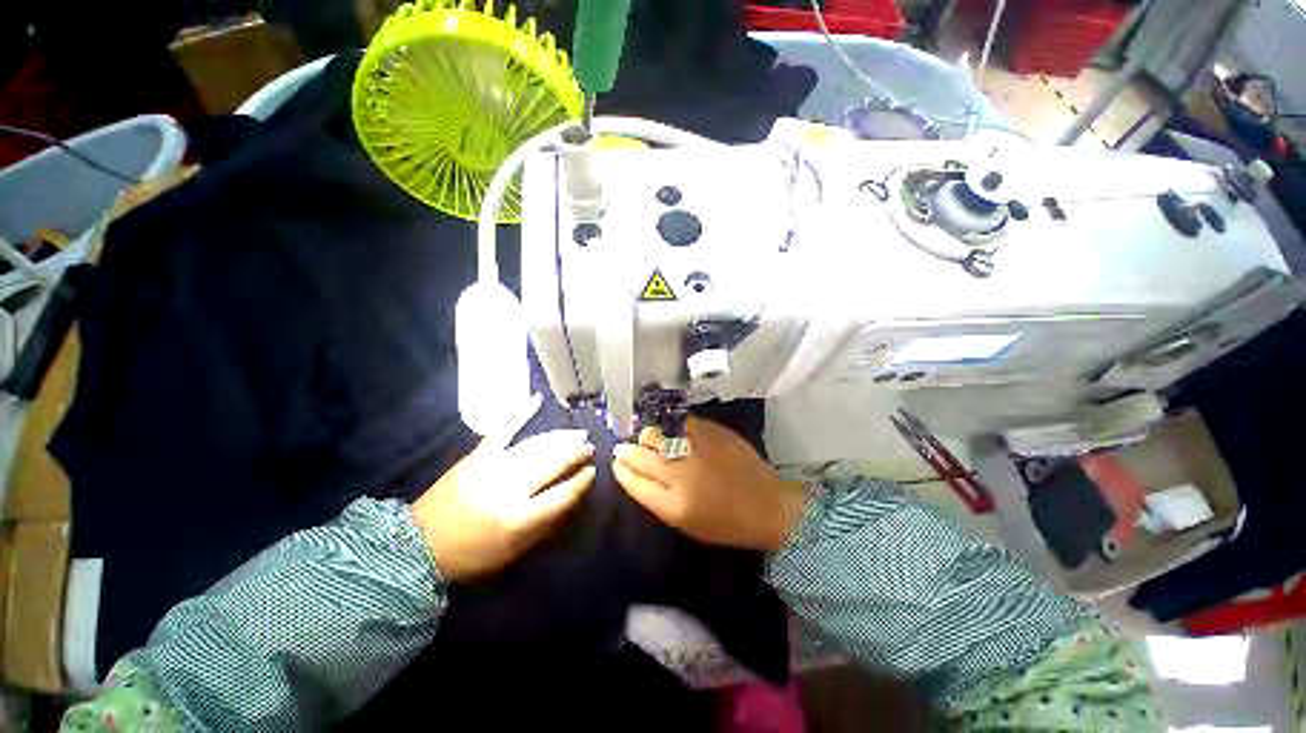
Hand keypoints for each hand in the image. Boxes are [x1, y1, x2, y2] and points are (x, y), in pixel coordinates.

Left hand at [413, 430, 595, 581]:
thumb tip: (571, 494)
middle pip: (552, 464)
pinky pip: (502, 430)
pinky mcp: (476, 456)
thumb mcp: (514, 551)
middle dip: (575, 453)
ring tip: (577, 433)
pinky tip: (537, 399)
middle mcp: (508, 488)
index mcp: (519, 518)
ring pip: (535, 446)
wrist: (419, 545)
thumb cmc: (472, 554)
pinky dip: (520, 413)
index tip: (592, 471)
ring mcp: (491, 467)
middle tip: (589, 447)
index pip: (562, 494)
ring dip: (560, 438)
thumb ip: (545, 523)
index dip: (581, 481)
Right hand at [612, 418, 807, 551]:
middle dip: (627, 450)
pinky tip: (670, 430)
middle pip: (641, 454)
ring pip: (657, 432)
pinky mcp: (712, 431)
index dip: (621, 469)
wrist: (767, 505)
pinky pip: (680, 423)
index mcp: (674, 504)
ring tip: (647, 439)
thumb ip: (656, 497)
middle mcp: (683, 473)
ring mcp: (698, 448)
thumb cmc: (724, 521)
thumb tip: (633, 472)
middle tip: (624, 448)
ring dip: (647, 436)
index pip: (634, 481)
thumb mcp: (685, 522)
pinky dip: (670, 426)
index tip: (616, 462)